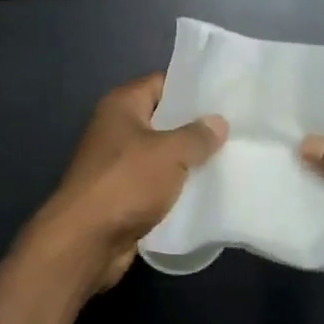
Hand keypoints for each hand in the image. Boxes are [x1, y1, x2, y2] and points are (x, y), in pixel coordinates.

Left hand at [33, 75, 226, 292]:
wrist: (86, 241)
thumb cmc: (126, 183)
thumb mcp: (170, 153)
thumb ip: (197, 135)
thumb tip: (218, 122)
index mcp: (121, 106)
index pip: (161, 83)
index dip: (192, 87)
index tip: (226, 94)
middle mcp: (117, 129)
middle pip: (163, 120)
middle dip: (196, 126)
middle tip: (236, 128)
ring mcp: (118, 164)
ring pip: (162, 155)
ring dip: (189, 160)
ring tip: (231, 158)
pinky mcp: (124, 196)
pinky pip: (157, 184)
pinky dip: (177, 187)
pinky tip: (209, 190)